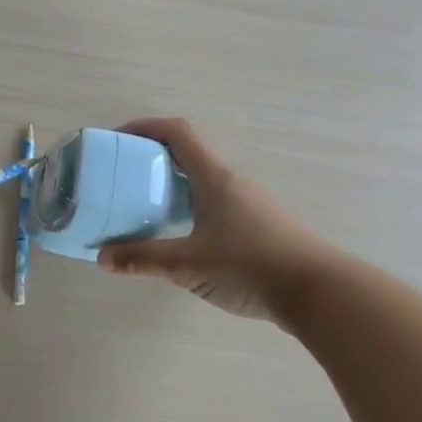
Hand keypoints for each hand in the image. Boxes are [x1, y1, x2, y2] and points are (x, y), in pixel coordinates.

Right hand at [97, 118, 338, 326]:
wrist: (319, 293)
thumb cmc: (250, 266)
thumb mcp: (188, 264)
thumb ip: (143, 259)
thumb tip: (102, 257)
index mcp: (214, 178)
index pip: (178, 133)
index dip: (145, 127)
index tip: (117, 139)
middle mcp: (231, 183)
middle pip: (187, 155)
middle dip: (151, 160)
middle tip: (123, 178)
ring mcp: (248, 204)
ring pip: (201, 182)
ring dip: (171, 186)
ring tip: (143, 207)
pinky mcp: (257, 227)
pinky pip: (213, 204)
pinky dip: (189, 208)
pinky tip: (179, 236)